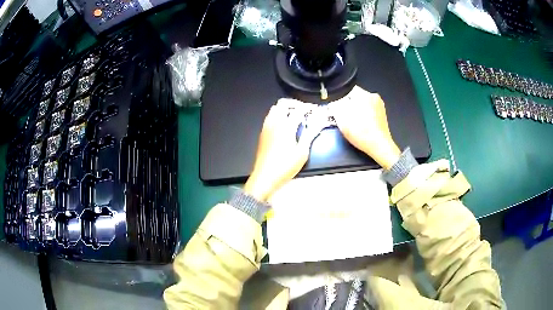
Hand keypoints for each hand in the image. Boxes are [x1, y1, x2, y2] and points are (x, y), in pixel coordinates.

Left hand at [244, 99, 317, 201]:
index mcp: (286, 126)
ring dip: (285, 108)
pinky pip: (270, 116)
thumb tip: (318, 123)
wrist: (264, 177)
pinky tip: (284, 125)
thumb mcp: (302, 152)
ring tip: (295, 117)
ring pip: (275, 108)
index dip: (308, 108)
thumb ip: (310, 134)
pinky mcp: (262, 133)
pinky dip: (278, 115)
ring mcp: (266, 127)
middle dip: (295, 104)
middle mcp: (274, 123)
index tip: (314, 111)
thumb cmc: (285, 167)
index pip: (298, 109)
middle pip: (283, 103)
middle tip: (304, 111)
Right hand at [329, 86, 400, 169]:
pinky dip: (363, 115)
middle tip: (342, 115)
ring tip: (351, 121)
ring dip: (355, 110)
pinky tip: (360, 125)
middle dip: (348, 104)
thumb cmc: (361, 133)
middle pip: (355, 96)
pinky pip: (369, 110)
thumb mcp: (342, 119)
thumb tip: (334, 102)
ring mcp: (379, 106)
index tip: (336, 106)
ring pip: (362, 104)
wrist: (379, 147)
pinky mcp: (382, 114)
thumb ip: (335, 106)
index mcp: (365, 94)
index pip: (347, 90)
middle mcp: (374, 96)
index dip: (339, 98)